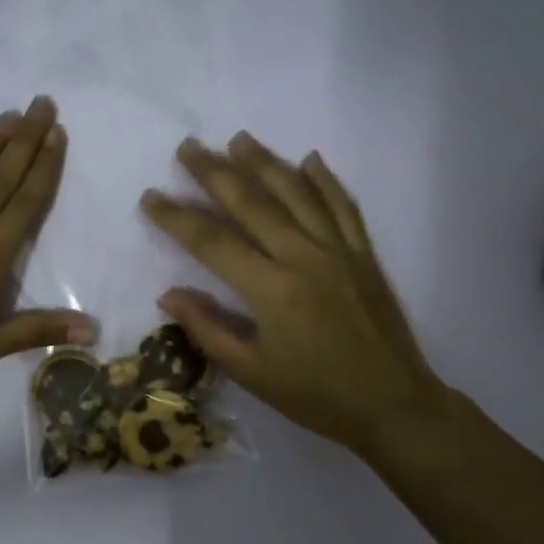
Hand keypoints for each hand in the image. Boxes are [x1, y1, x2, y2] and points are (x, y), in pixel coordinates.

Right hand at [139, 133, 453, 461]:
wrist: (393, 404)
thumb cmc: (316, 396)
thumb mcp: (252, 373)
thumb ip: (208, 330)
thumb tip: (168, 294)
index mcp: (272, 290)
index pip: (212, 242)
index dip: (176, 217)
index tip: (150, 196)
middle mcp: (304, 258)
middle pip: (252, 203)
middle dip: (215, 173)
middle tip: (188, 147)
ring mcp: (339, 251)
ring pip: (297, 193)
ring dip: (265, 162)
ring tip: (238, 139)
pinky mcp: (364, 254)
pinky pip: (343, 206)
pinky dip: (325, 180)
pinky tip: (309, 159)